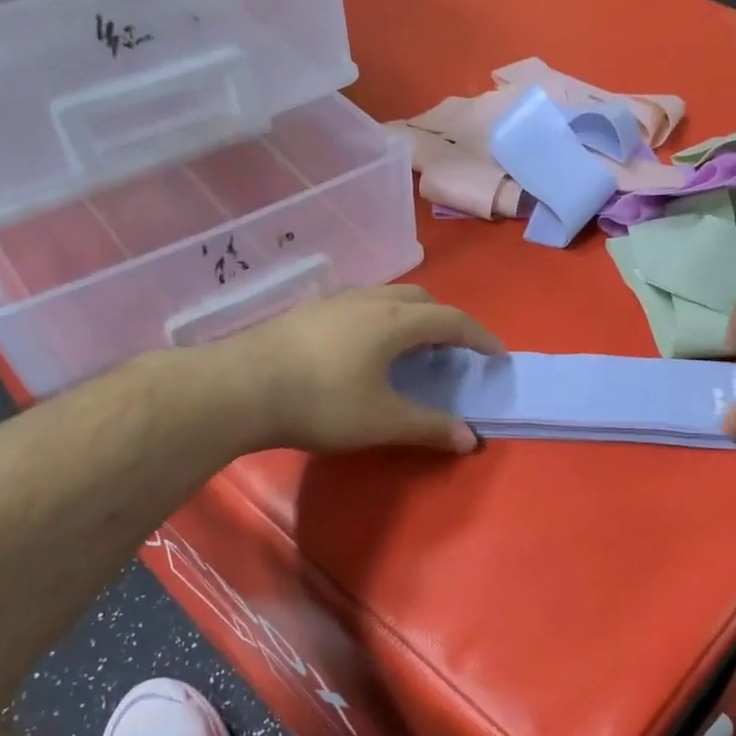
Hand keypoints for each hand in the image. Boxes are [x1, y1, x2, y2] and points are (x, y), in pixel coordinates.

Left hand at [235, 285, 502, 453]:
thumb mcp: (382, 420)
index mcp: (395, 321)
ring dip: (411, 317)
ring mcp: (334, 302)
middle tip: (451, 351)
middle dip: (445, 321)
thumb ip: (429, 426)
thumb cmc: (321, 402)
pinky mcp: (308, 312)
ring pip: (387, 297)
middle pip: (421, 299)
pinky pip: (361, 305)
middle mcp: (369, 301)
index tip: (497, 355)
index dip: (480, 337)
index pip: (451, 320)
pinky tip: (364, 349)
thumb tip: (470, 438)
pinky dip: (381, 320)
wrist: (238, 388)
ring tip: (410, 349)